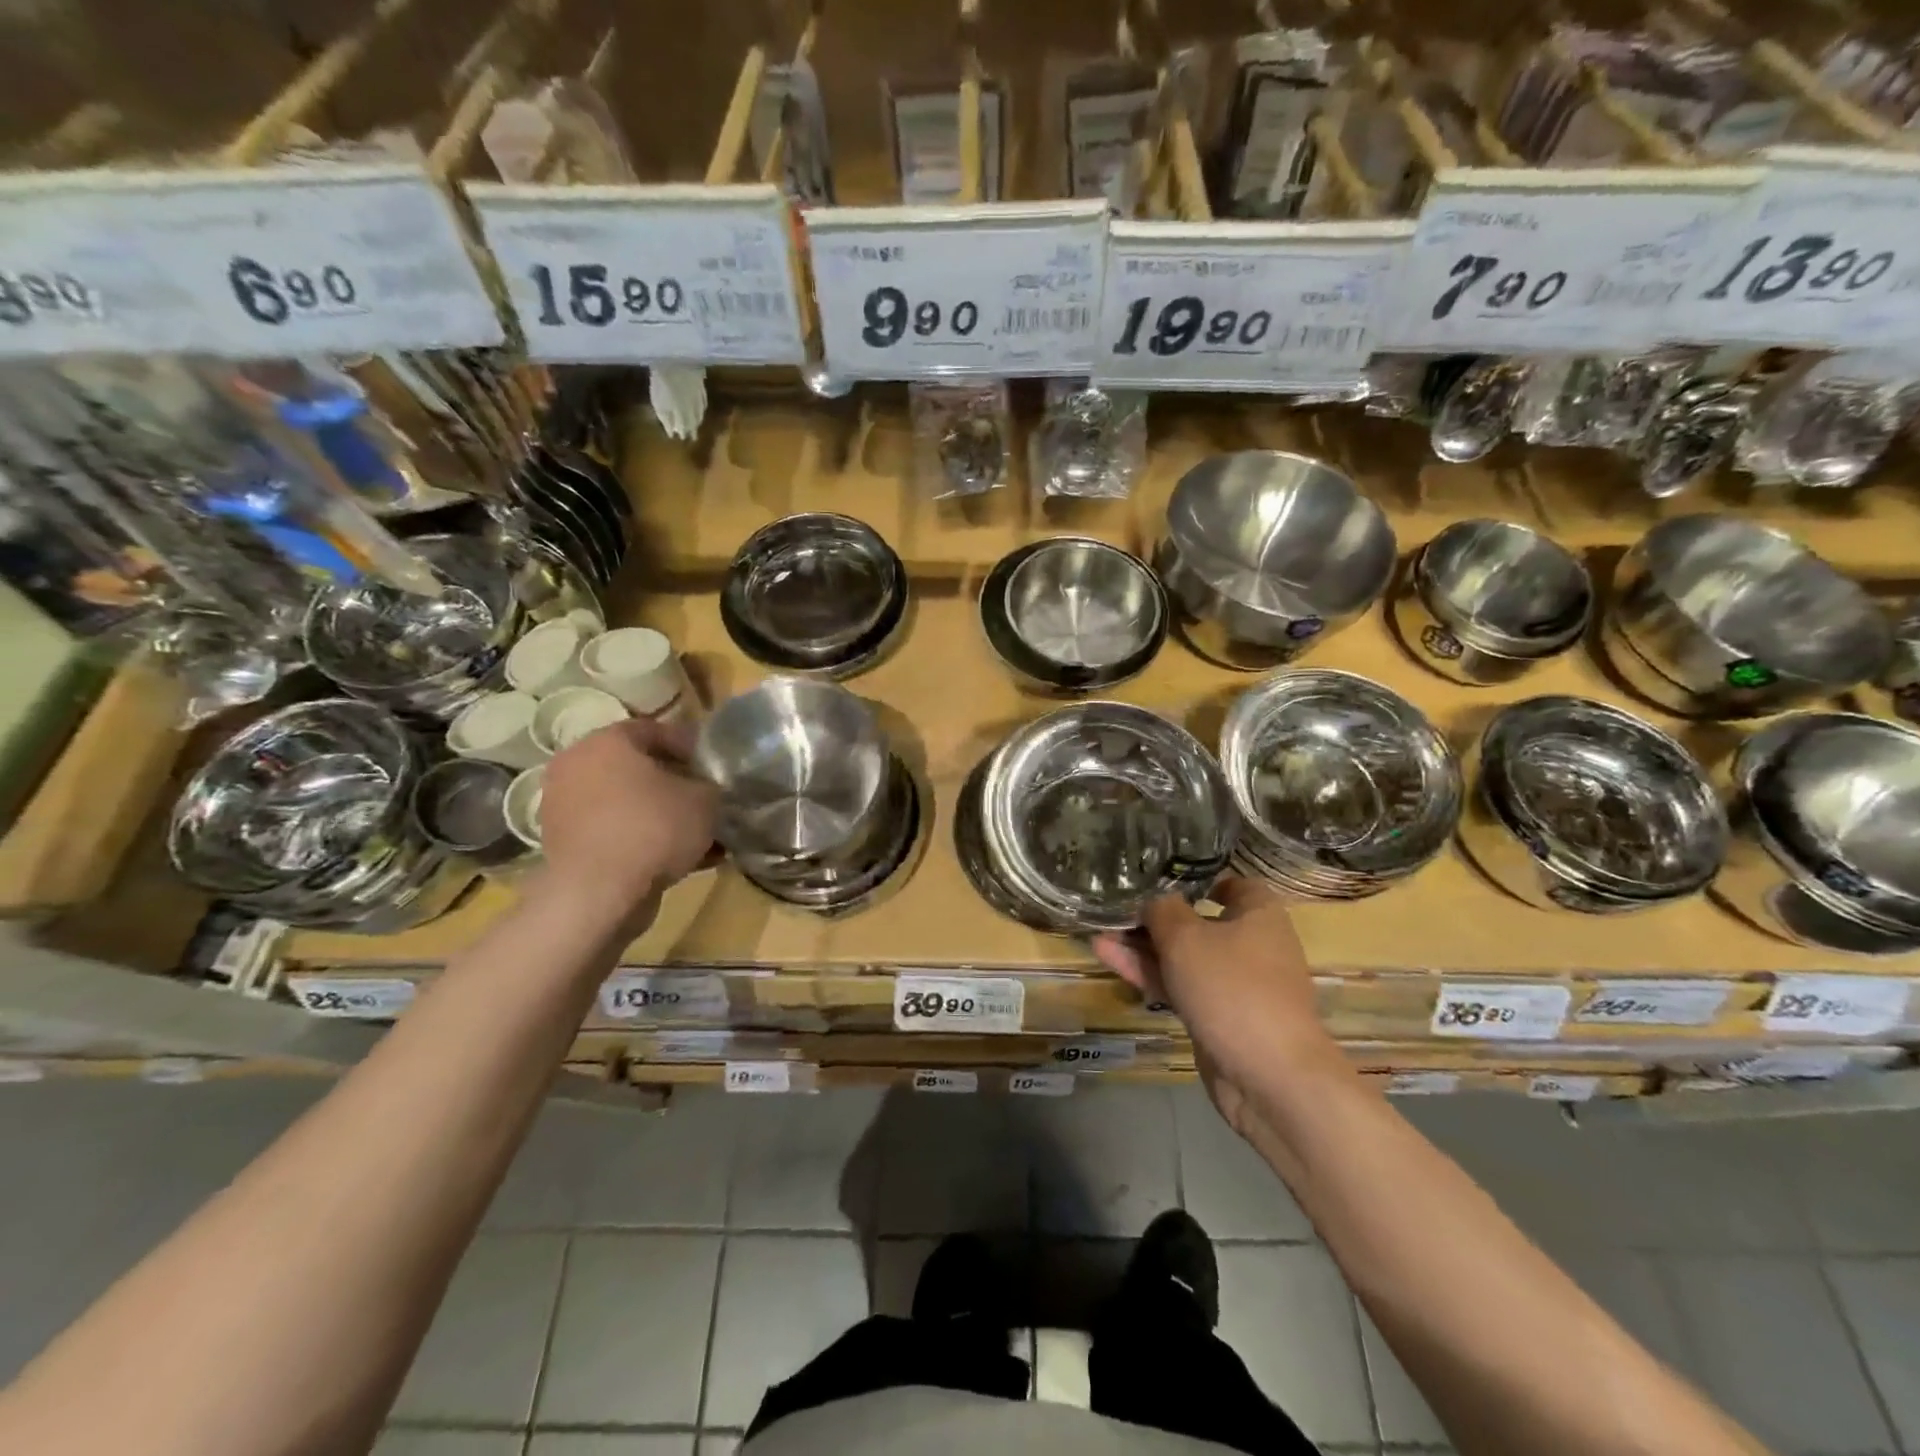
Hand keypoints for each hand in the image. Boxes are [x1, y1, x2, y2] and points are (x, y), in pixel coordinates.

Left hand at [536, 717, 716, 929]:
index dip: (691, 747)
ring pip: (628, 803)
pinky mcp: (566, 845)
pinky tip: (683, 861)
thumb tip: (709, 787)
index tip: (715, 767)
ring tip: (701, 836)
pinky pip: (616, 832)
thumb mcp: (705, 799)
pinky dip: (645, 841)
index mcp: (606, 741)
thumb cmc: (653, 828)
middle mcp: (577, 766)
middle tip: (708, 799)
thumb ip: (711, 784)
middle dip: (676, 784)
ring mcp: (565, 807)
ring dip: (662, 815)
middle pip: (638, 768)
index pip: (656, 730)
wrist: (599, 894)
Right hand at [1094, 877, 1338, 1133]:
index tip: (1161, 878)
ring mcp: (1233, 984)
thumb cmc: (1232, 987)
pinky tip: (1108, 957)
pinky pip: (1179, 985)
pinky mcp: (1216, 1016)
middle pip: (1198, 921)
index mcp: (1258, 915)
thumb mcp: (1187, 937)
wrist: (1268, 1076)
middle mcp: (1250, 945)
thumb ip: (1162, 910)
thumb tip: (1153, 899)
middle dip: (1155, 916)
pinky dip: (1148, 972)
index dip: (1199, 879)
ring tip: (1098, 931)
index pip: (1234, 884)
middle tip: (1114, 908)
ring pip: (1183, 956)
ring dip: (1143, 946)